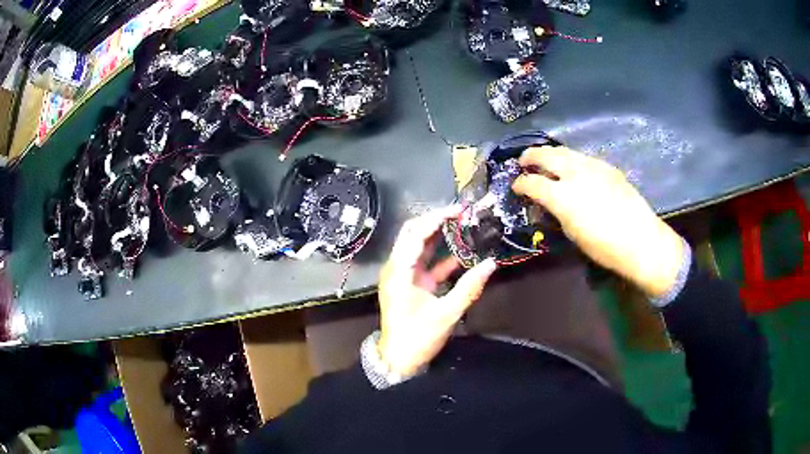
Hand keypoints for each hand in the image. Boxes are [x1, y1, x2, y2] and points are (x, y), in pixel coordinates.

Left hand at [377, 207, 497, 376]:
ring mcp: (404, 276)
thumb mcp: (446, 314)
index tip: (459, 210)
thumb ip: (469, 288)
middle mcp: (398, 268)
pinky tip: (462, 251)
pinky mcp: (412, 284)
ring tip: (464, 225)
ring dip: (440, 235)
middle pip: (414, 234)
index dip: (436, 218)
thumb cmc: (417, 337)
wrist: (398, 360)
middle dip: (436, 221)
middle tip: (461, 214)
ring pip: (420, 246)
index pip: (415, 234)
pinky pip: (426, 263)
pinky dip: (442, 256)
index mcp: (399, 271)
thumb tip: (491, 264)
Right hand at [513, 146, 683, 297]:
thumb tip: (547, 203)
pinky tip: (572, 167)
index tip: (516, 186)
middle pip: (546, 155)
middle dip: (530, 156)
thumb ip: (556, 212)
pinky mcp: (607, 167)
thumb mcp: (572, 233)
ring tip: (544, 158)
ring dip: (550, 153)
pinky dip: (571, 159)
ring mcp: (592, 166)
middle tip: (523, 161)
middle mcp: (574, 174)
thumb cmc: (604, 247)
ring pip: (565, 151)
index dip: (520, 184)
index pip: (532, 183)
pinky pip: (582, 157)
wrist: (640, 240)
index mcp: (562, 196)